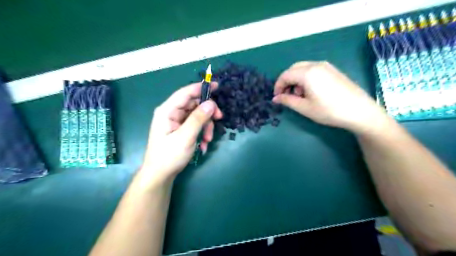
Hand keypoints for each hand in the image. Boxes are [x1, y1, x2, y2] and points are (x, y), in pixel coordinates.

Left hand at [140, 82, 223, 183]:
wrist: (161, 175)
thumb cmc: (169, 156)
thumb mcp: (185, 137)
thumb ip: (198, 119)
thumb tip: (211, 103)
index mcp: (167, 110)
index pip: (185, 93)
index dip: (201, 88)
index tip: (217, 86)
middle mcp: (172, 113)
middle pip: (194, 104)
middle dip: (207, 113)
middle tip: (219, 119)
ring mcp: (176, 121)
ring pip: (198, 115)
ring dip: (206, 126)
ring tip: (208, 140)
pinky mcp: (181, 129)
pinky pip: (196, 125)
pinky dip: (202, 132)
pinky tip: (203, 144)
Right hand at [272, 61, 389, 133]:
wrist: (359, 111)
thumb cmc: (329, 111)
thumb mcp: (304, 108)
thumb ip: (287, 101)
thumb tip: (275, 98)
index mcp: (307, 73)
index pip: (285, 75)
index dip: (278, 86)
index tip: (276, 97)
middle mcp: (316, 65)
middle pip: (293, 69)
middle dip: (286, 81)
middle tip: (287, 96)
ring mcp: (326, 66)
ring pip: (303, 68)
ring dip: (296, 79)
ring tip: (300, 95)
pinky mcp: (333, 70)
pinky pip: (313, 70)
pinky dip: (306, 78)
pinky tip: (311, 91)